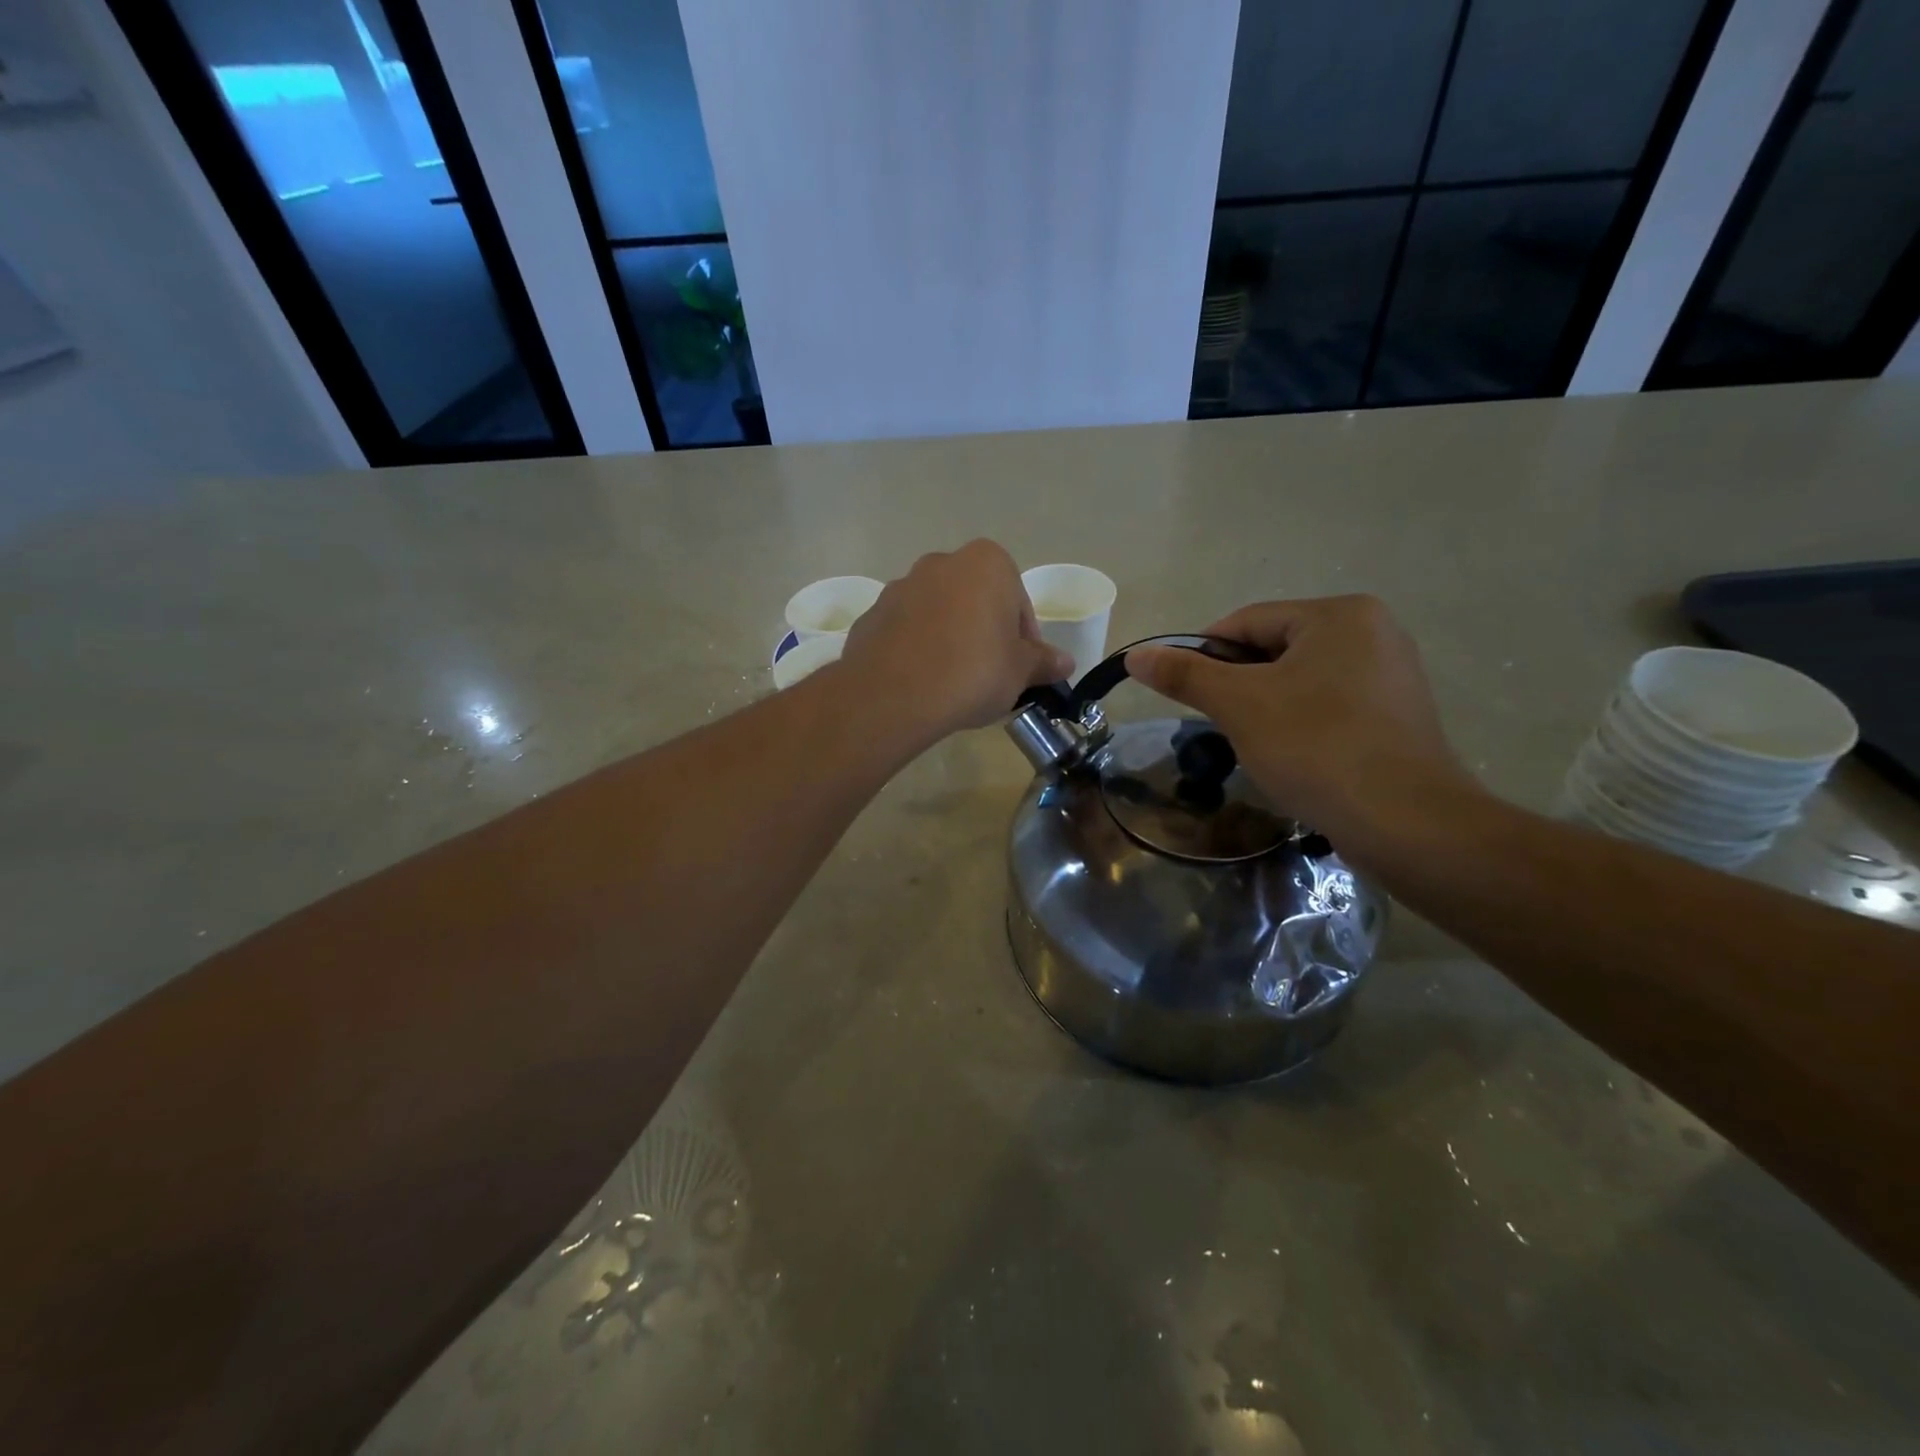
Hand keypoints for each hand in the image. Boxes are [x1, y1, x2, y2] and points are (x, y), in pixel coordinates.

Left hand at [839, 540, 1072, 741]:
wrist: (894, 694)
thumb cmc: (973, 672)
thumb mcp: (1020, 672)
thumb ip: (1043, 661)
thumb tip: (1065, 661)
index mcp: (986, 563)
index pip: (1017, 602)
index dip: (1023, 639)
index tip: (1020, 669)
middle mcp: (940, 563)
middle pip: (975, 601)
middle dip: (984, 633)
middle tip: (989, 675)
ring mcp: (899, 588)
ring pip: (938, 615)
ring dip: (948, 639)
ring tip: (952, 683)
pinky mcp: (871, 617)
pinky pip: (906, 633)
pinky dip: (916, 651)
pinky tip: (921, 684)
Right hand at [1126, 596, 1480, 862]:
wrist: (1405, 822)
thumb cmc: (1316, 747)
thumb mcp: (1239, 705)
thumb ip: (1185, 675)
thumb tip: (1135, 655)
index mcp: (1339, 614)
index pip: (1246, 622)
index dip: (1203, 655)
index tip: (1182, 693)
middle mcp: (1373, 632)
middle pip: (1275, 649)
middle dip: (1239, 685)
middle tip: (1219, 725)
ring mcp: (1392, 674)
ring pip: (1300, 680)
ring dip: (1266, 707)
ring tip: (1254, 745)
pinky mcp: (1398, 715)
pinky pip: (1330, 705)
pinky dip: (1300, 724)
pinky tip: (1293, 757)